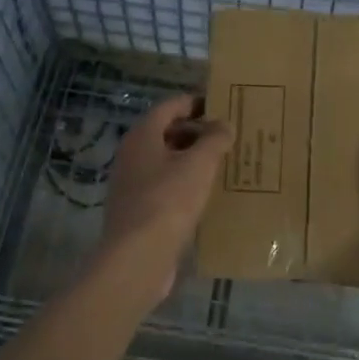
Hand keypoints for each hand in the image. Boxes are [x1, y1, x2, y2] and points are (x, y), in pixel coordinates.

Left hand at [98, 93, 233, 305]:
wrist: (137, 256)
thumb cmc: (168, 201)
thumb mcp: (199, 165)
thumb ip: (214, 140)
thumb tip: (224, 124)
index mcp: (142, 136)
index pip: (169, 107)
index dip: (194, 102)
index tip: (221, 104)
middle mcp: (131, 155)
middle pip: (166, 133)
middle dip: (196, 132)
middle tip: (227, 135)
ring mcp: (131, 184)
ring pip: (165, 161)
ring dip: (191, 159)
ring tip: (222, 163)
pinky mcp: (137, 210)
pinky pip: (164, 186)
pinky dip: (184, 183)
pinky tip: (205, 194)